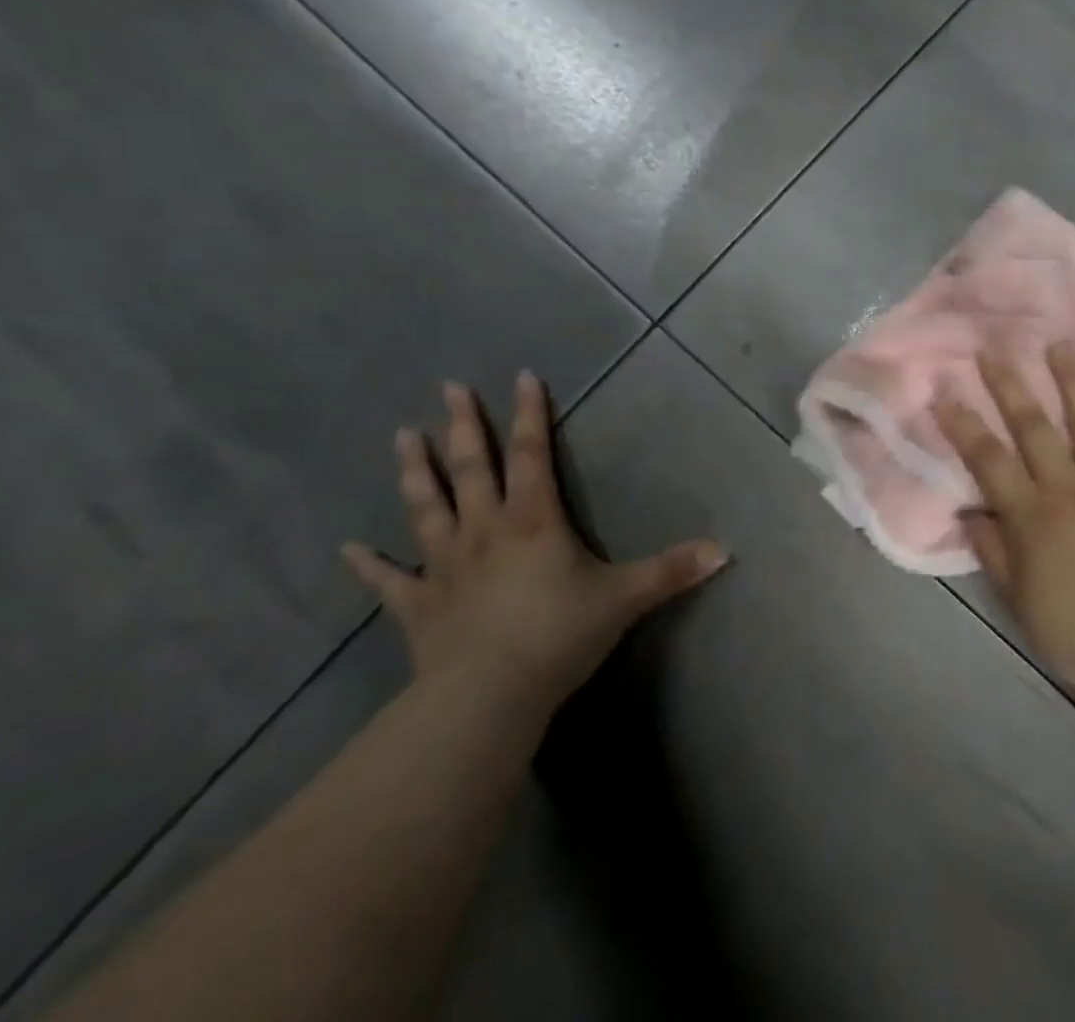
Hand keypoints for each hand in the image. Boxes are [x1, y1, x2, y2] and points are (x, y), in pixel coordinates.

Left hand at [343, 372, 727, 721]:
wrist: (487, 698)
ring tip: (402, 436)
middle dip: (464, 425)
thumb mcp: (625, 598)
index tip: (522, 377)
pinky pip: (389, 580)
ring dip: (415, 471)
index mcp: (533, 520)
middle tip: (449, 388)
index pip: (532, 454)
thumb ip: (673, 571)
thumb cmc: (558, 635)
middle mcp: (485, 530)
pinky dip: (368, 565)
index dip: (530, 414)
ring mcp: (446, 565)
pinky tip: (348, 549)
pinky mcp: (419, 605)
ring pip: (426, 507)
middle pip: (472, 467)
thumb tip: (726, 549)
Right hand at [935, 345, 1074, 710]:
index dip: (962, 425)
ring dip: (1072, 380)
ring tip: (1059, 344)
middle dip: (1009, 385)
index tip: (943, 393)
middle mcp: (1069, 489)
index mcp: (1032, 517)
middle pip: (1033, 427)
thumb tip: (970, 508)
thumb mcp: (1018, 601)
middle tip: (993, 348)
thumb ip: (992, 550)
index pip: (988, 459)